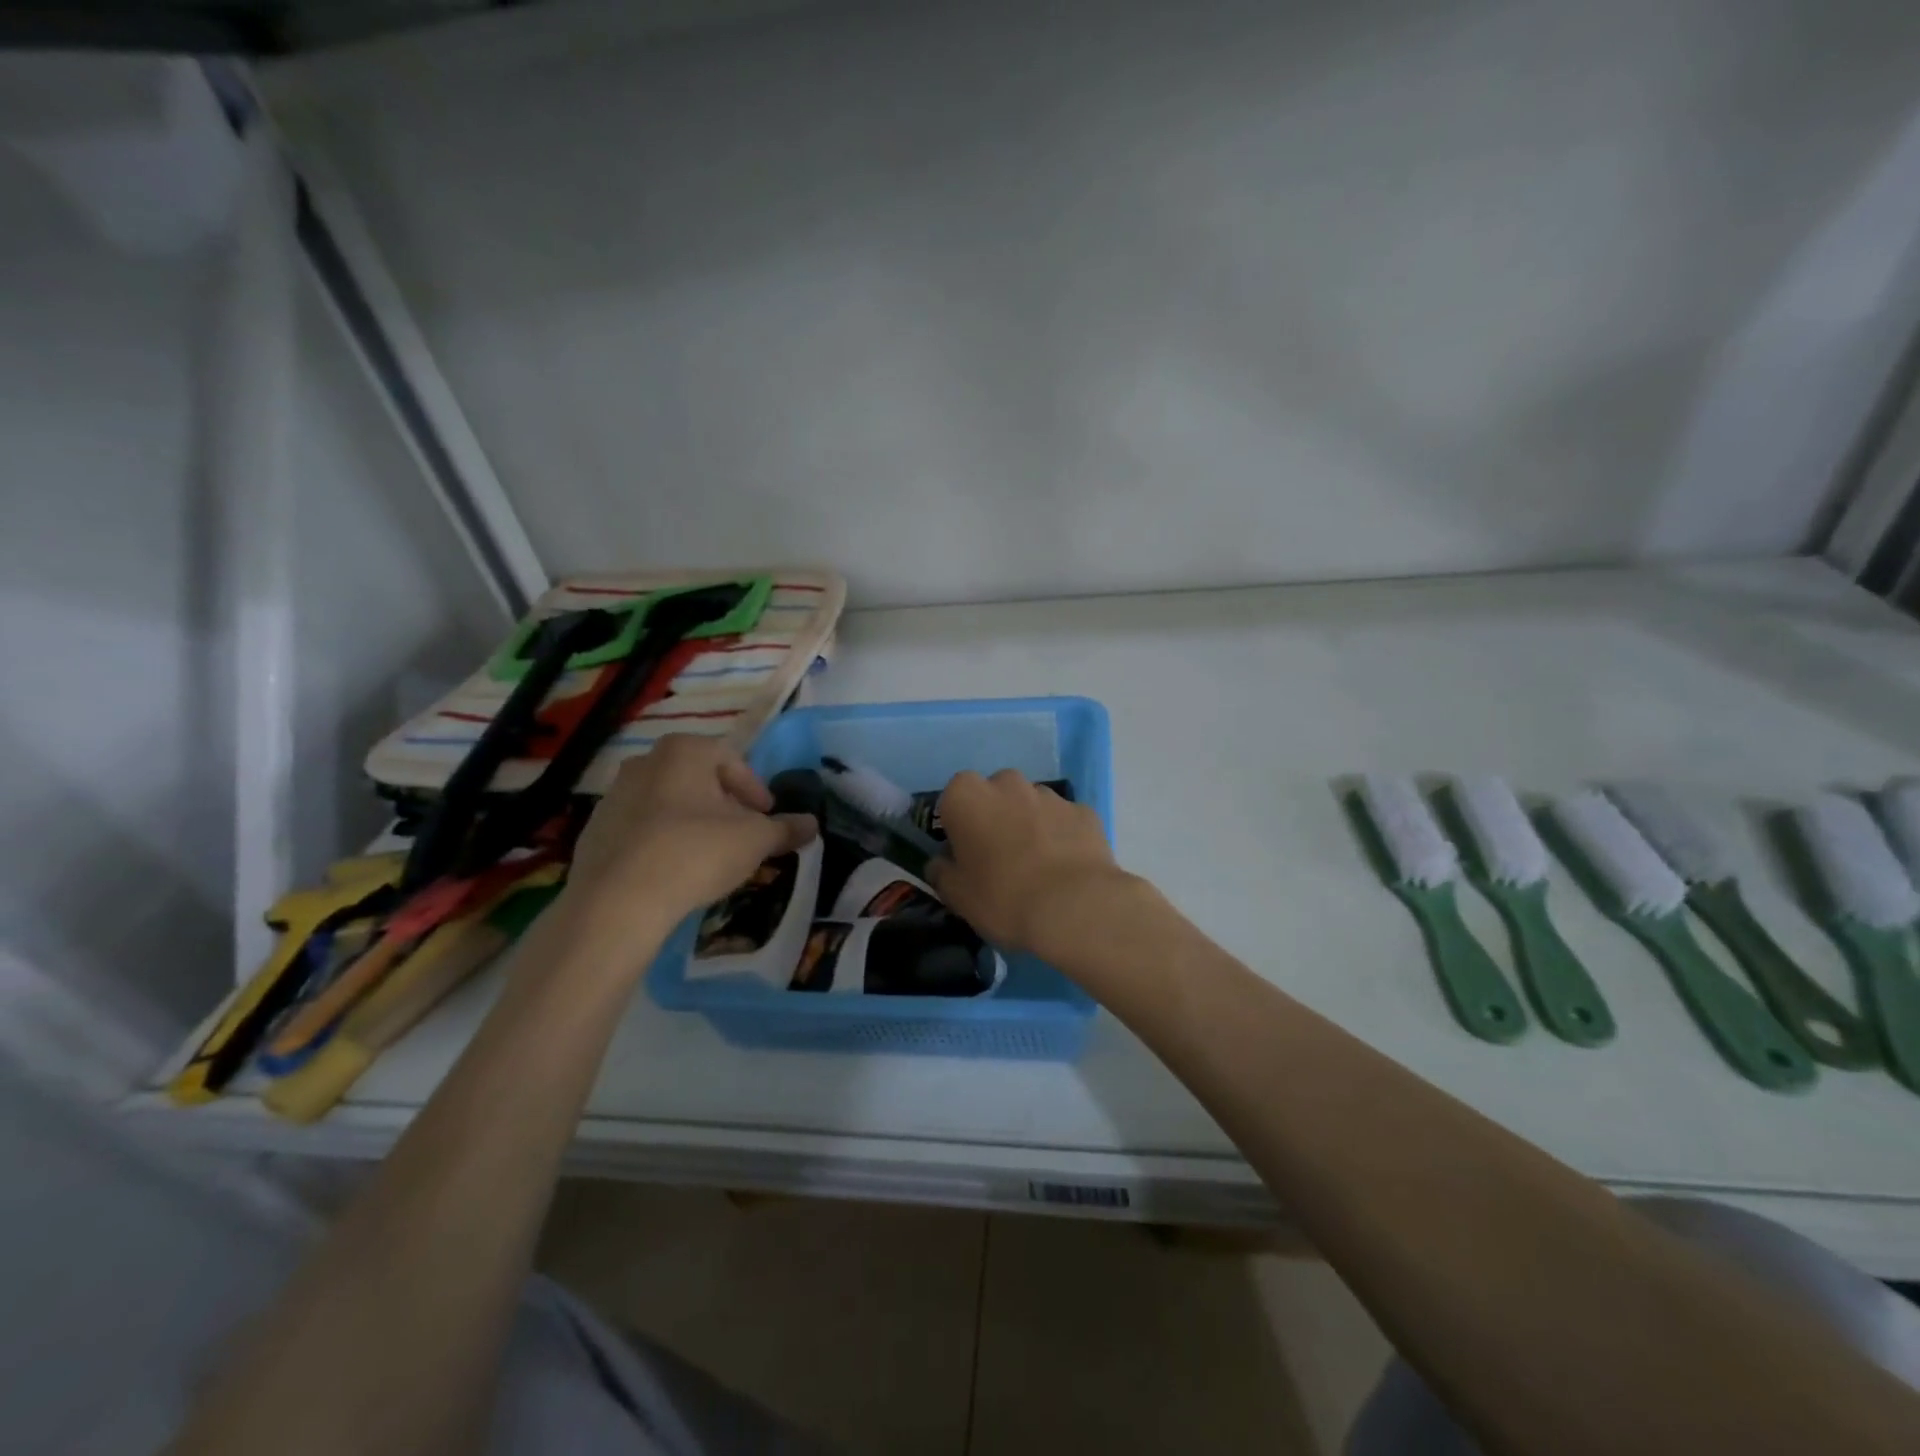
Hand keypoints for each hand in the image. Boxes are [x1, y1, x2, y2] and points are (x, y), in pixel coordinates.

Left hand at [564, 735, 816, 938]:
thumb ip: (785, 829)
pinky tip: (675, 872)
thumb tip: (811, 824)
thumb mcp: (755, 840)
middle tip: (741, 834)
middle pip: (697, 779)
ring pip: (667, 803)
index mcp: (683, 751)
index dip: (754, 788)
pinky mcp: (594, 832)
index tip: (766, 816)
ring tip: (710, 856)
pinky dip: (662, 842)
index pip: (730, 759)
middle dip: (723, 804)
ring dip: (692, 822)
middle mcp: (644, 762)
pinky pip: (641, 830)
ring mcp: (613, 796)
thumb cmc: (696, 852)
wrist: (617, 901)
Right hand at [928, 769, 1131, 954]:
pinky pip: (1063, 820)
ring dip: (1029, 824)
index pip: (953, 799)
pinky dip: (1061, 836)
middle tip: (999, 858)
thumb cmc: (1002, 897)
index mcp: (967, 796)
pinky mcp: (1083, 811)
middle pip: (994, 795)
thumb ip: (942, 873)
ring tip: (1037, 867)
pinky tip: (1065, 868)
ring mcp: (1049, 795)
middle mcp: (1007, 783)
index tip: (964, 853)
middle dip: (995, 817)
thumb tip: (941, 864)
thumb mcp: (957, 896)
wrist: (1074, 907)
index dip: (958, 825)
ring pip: (1031, 804)